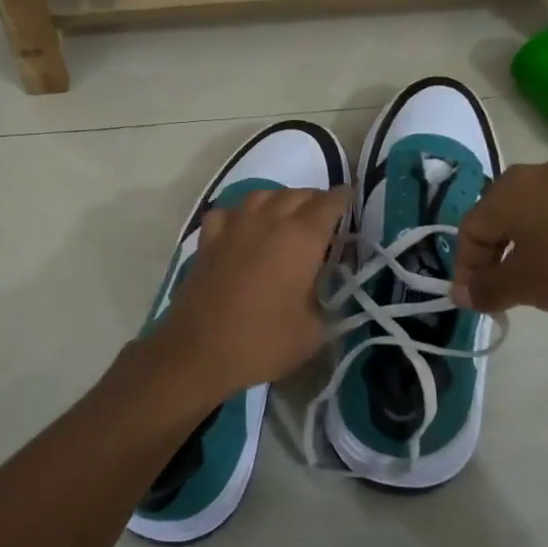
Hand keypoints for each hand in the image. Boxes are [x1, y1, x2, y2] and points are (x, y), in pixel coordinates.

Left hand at [146, 185, 348, 403]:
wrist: (199, 351)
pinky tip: (242, 226)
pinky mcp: (207, 240)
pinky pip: (228, 212)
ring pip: (262, 195)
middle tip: (323, 214)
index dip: (342, 199)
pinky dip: (240, 213)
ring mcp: (234, 226)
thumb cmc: (263, 341)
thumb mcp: (312, 333)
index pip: (328, 204)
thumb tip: (318, 296)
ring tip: (287, 214)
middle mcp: (269, 221)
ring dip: (280, 200)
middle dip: (314, 200)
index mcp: (302, 238)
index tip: (348, 198)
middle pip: (297, 195)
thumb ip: (323, 305)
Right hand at [450, 151, 547, 321]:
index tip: (473, 298)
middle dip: (496, 252)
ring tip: (539, 278)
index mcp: (508, 188)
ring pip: (539, 211)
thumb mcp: (523, 286)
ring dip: (529, 244)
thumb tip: (462, 295)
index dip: (466, 267)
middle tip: (502, 288)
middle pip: (503, 214)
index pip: (471, 228)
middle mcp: (540, 170)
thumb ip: (485, 289)